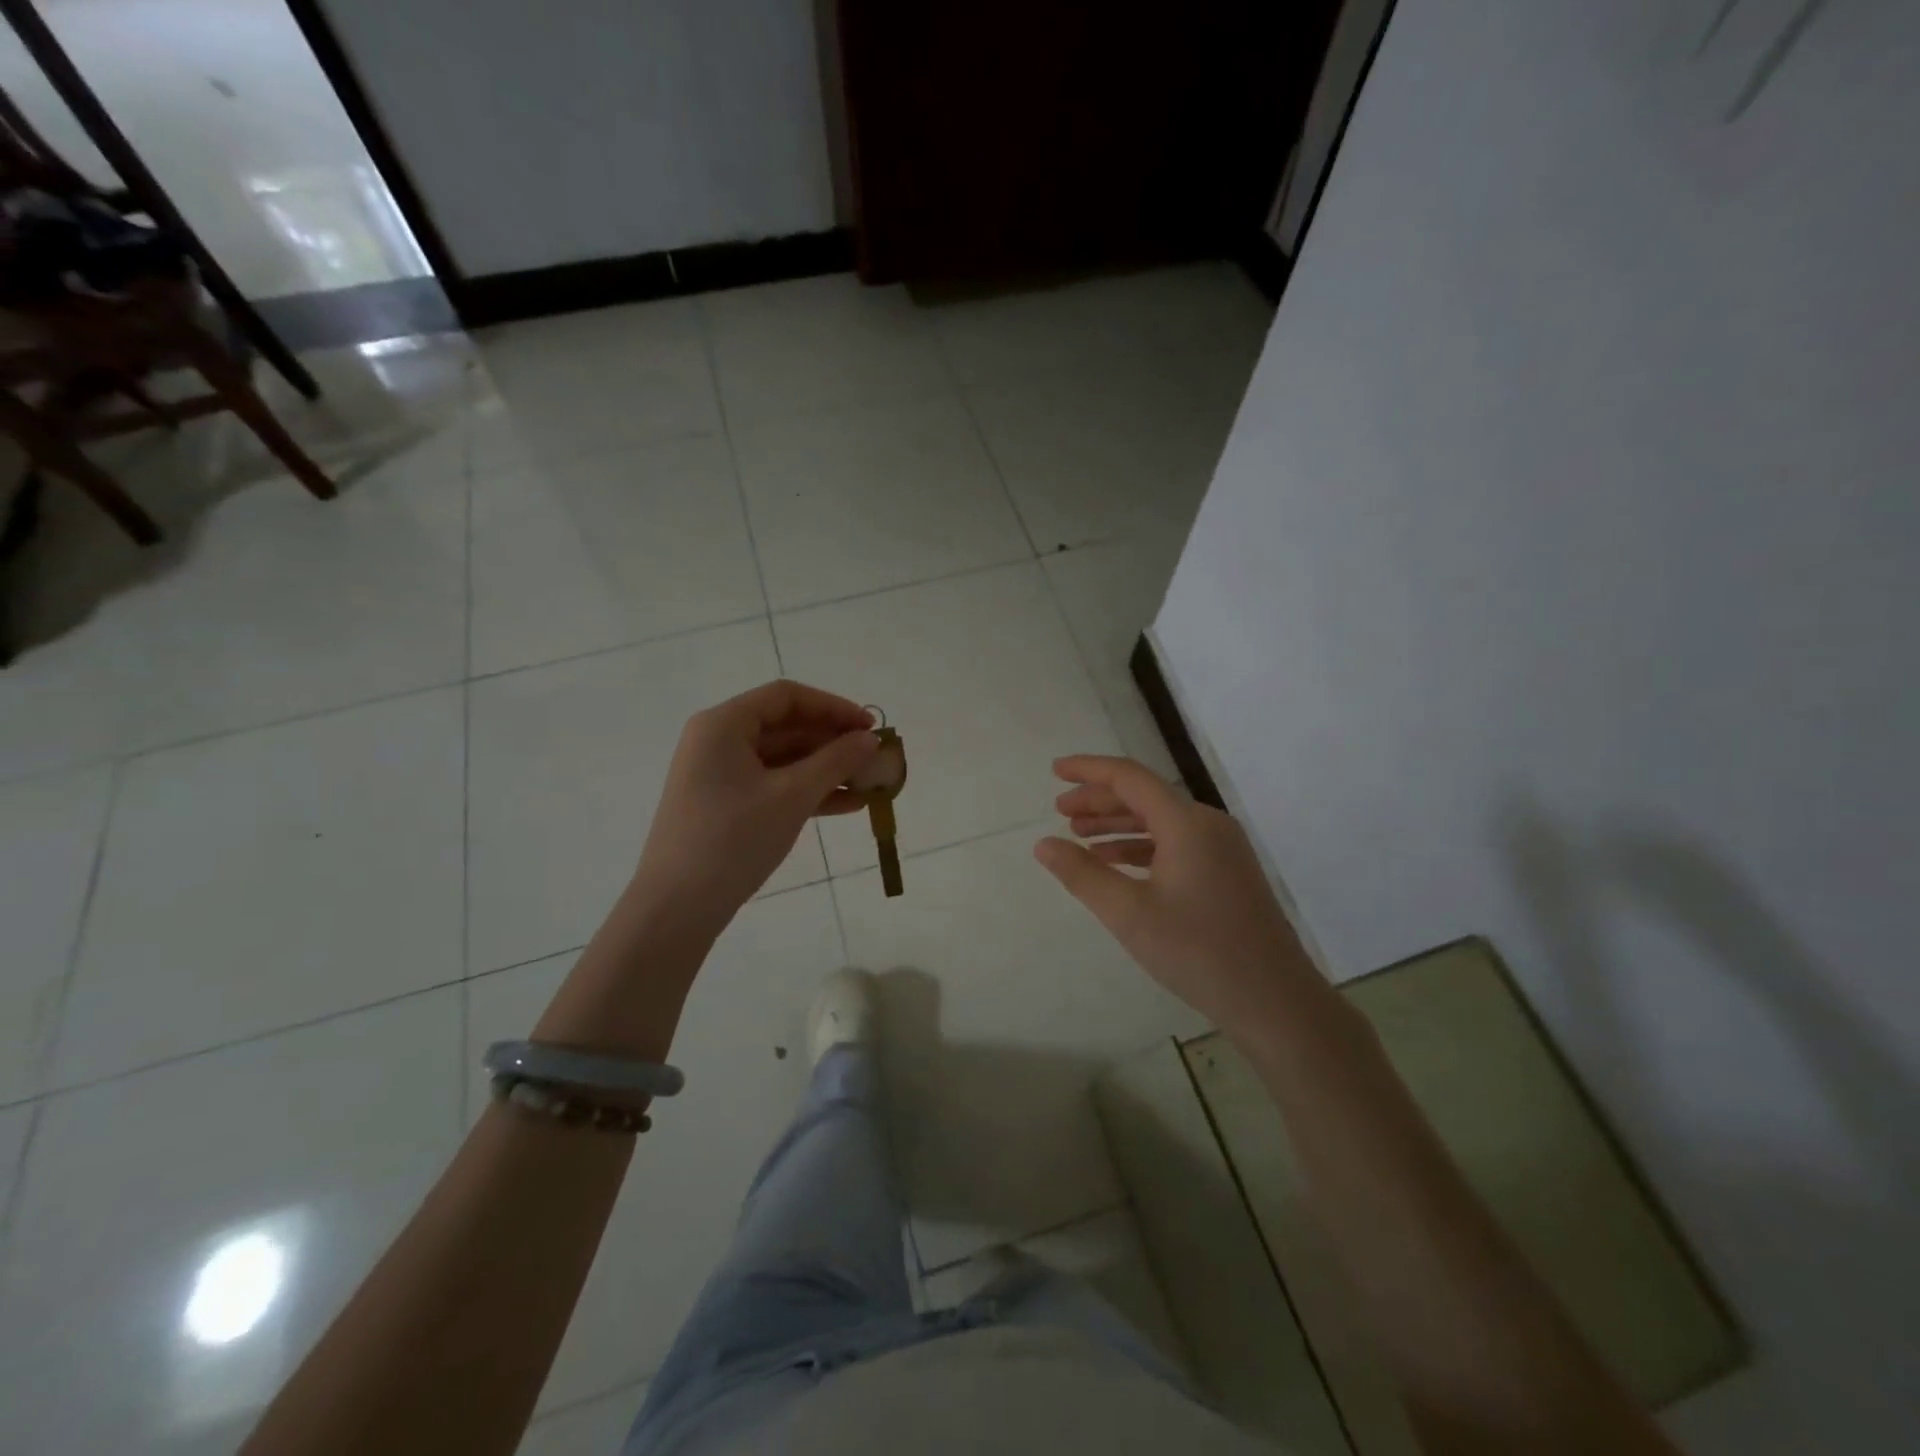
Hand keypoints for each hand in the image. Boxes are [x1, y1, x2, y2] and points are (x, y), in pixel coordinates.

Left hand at [631, 681, 877, 938]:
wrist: (676, 908)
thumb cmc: (733, 839)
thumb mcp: (791, 796)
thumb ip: (835, 762)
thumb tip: (871, 740)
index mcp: (724, 725)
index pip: (786, 697)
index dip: (833, 707)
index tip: (870, 727)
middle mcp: (718, 741)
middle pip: (786, 726)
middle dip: (833, 742)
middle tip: (874, 759)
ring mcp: (720, 775)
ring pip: (784, 759)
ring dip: (826, 769)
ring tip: (869, 785)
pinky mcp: (726, 805)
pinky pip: (774, 785)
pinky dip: (808, 791)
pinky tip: (847, 806)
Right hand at [1035, 755, 1312, 1030]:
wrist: (1274, 1001)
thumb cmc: (1197, 952)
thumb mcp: (1129, 914)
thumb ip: (1082, 874)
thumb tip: (1043, 844)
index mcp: (1187, 823)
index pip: (1129, 778)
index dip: (1088, 770)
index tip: (1054, 771)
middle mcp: (1207, 824)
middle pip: (1145, 796)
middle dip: (1099, 800)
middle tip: (1060, 812)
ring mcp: (1222, 848)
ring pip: (1160, 821)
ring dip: (1118, 824)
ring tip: (1079, 837)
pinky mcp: (1227, 872)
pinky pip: (1176, 844)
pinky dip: (1141, 847)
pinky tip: (1116, 864)